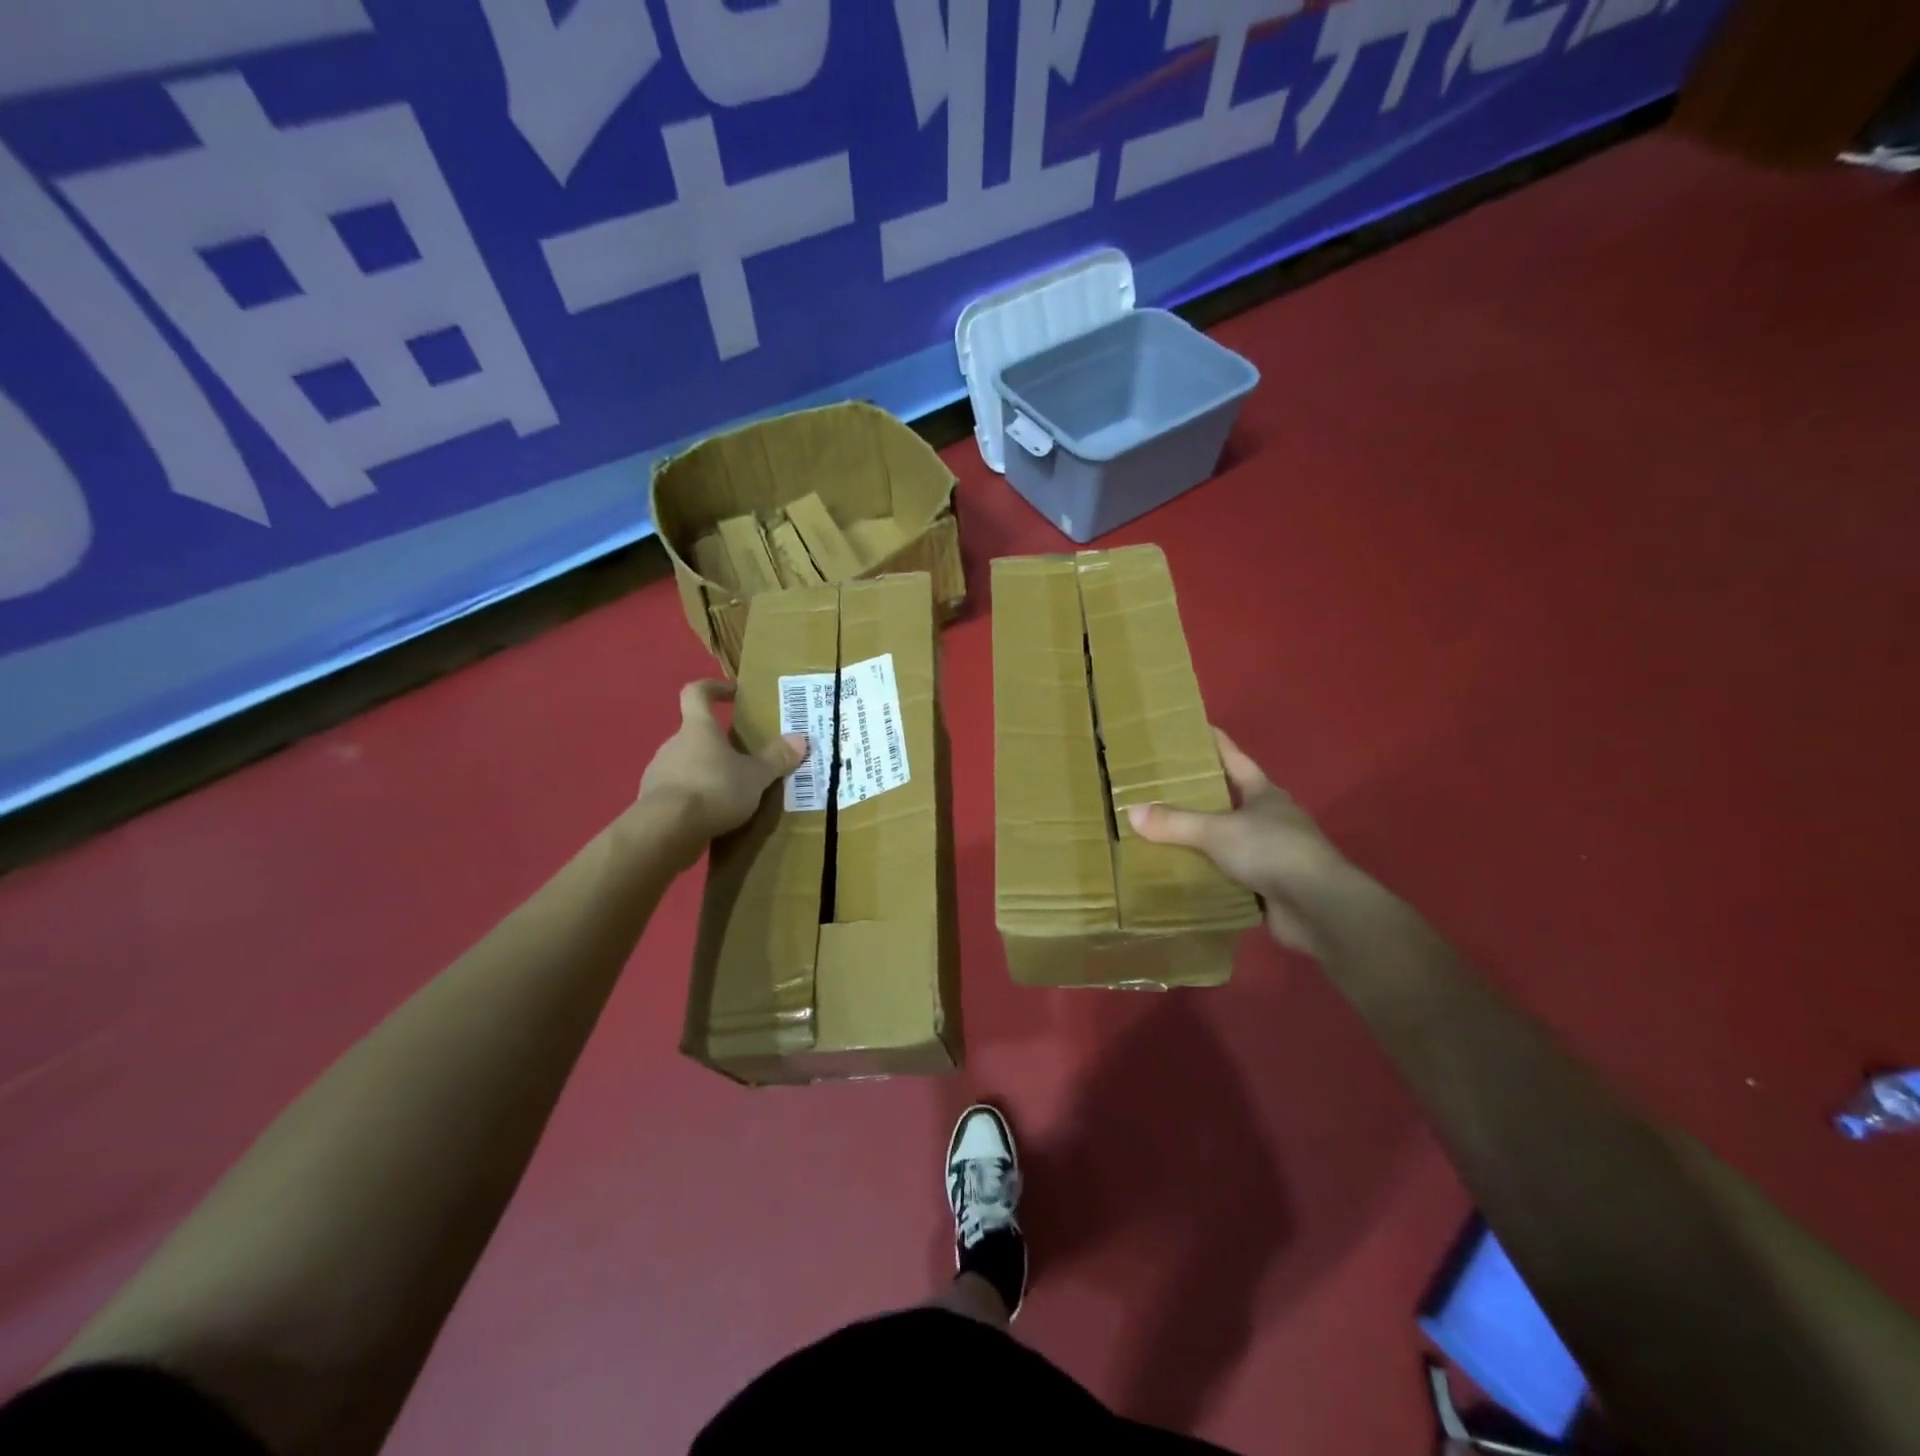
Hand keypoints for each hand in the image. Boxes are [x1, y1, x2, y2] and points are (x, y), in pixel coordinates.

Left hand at [637, 681, 806, 856]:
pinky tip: (713, 817)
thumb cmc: (714, 789)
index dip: (713, 688)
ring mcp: (659, 774)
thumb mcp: (755, 776)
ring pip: (686, 765)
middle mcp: (673, 745)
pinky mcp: (653, 803)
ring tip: (732, 794)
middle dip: (718, 745)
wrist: (666, 831)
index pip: (697, 693)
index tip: (733, 694)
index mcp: (698, 729)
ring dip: (706, 774)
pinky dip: (695, 800)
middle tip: (745, 760)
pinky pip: (678, 794)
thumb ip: (777, 758)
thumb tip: (800, 739)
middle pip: (695, 735)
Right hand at [1127, 728, 1367, 956]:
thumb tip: (1131, 811)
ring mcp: (1273, 853)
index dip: (1216, 742)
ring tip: (1164, 832)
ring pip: (1230, 838)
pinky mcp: (1269, 886)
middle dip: (1202, 793)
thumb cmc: (1272, 851)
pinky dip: (1209, 874)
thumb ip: (1176, 822)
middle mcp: (1270, 818)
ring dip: (1203, 838)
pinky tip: (1183, 874)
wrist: (1320, 907)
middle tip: (1163, 785)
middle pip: (1231, 798)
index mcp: (1264, 794)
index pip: (1235, 759)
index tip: (1194, 728)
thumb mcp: (1218, 832)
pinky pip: (1230, 875)